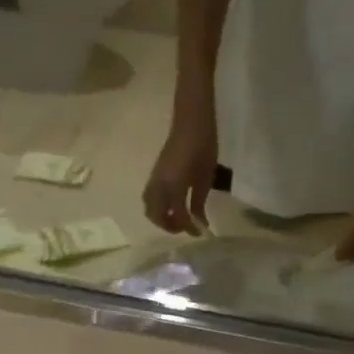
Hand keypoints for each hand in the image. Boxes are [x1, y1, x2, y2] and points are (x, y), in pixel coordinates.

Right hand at [144, 99, 218, 234]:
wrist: (192, 122)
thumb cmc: (204, 147)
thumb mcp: (205, 178)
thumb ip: (199, 202)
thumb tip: (200, 222)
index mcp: (174, 186)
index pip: (178, 216)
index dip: (189, 227)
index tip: (200, 232)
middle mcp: (159, 185)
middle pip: (156, 215)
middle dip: (170, 225)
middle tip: (185, 227)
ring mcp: (154, 179)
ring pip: (149, 206)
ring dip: (161, 217)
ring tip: (177, 218)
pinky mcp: (155, 174)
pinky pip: (150, 196)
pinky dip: (158, 206)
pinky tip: (173, 204)